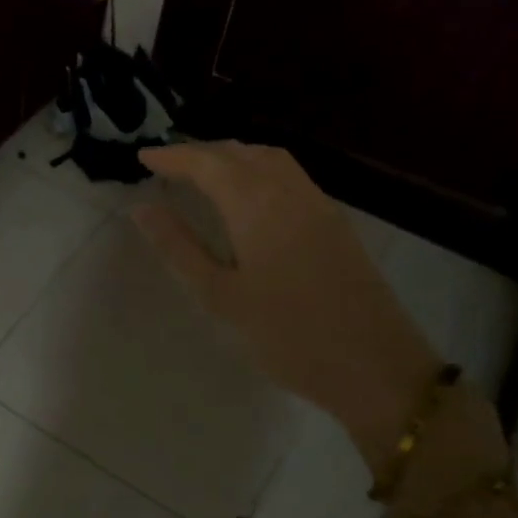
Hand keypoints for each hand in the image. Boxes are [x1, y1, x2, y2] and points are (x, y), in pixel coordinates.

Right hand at [133, 142, 440, 461]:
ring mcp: (318, 204)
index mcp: (256, 204)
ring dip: (232, 156)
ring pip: (269, 159)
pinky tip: (248, 194)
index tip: (142, 158)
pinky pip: (289, 175)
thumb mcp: (220, 295)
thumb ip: (179, 247)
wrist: (374, 365)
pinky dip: (258, 169)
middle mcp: (289, 191)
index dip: (173, 157)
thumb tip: (142, 209)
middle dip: (200, 152)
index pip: (207, 163)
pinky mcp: (334, 222)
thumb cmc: (286, 334)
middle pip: (240, 152)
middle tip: (167, 166)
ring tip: (203, 173)